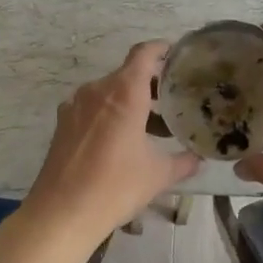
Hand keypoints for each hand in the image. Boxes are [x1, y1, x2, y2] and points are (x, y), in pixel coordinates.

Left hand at [18, 41, 199, 250]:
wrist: (61, 214)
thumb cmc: (116, 186)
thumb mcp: (159, 175)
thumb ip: (184, 161)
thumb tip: (200, 158)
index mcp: (124, 92)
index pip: (144, 53)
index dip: (162, 49)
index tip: (178, 56)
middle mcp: (98, 90)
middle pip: (128, 74)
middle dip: (152, 84)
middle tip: (175, 102)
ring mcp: (76, 105)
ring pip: (110, 92)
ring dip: (132, 102)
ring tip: (152, 127)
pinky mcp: (63, 123)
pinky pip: (93, 108)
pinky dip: (111, 114)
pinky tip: (122, 141)